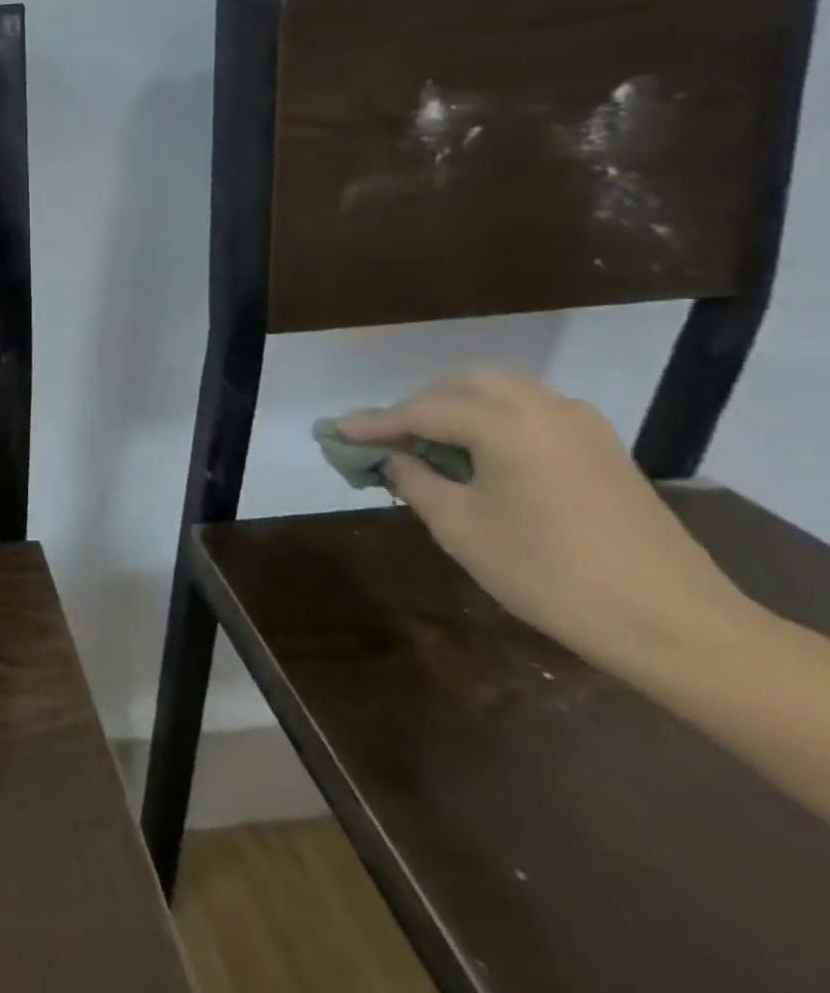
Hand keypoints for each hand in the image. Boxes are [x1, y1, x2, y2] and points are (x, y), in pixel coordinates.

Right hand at [338, 369, 748, 672]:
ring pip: (502, 392)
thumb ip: (415, 480)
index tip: (335, 431)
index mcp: (504, 423)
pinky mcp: (603, 449)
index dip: (373, 423)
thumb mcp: (460, 528)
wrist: (675, 625)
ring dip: (458, 407)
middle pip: (464, 384)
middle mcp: (543, 408)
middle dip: (419, 403)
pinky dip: (495, 420)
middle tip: (389, 438)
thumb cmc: (549, 574)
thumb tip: (395, 458)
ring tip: (431, 444)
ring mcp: (581, 425)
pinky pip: (532, 412)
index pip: (420, 411)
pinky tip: (481, 455)